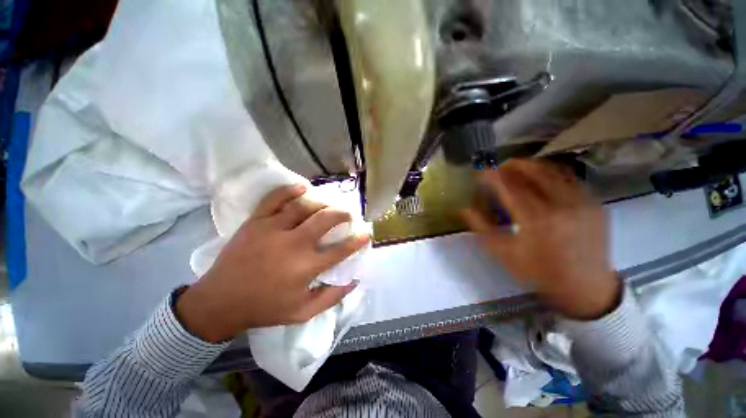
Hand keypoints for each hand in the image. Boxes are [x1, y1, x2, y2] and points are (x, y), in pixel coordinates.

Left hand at [176, 184, 370, 342]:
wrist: (220, 301)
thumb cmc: (265, 308)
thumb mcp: (303, 313)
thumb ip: (332, 297)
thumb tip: (354, 280)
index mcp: (306, 267)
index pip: (341, 250)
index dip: (357, 240)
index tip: (366, 232)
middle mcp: (293, 244)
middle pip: (326, 220)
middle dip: (343, 214)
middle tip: (348, 214)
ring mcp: (273, 229)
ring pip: (304, 206)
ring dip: (322, 203)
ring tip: (330, 204)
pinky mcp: (256, 222)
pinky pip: (275, 199)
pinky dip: (290, 190)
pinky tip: (303, 188)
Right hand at [462, 159, 620, 319]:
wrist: (586, 287)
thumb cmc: (539, 272)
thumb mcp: (503, 253)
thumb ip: (482, 228)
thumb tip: (464, 209)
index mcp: (536, 220)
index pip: (509, 187)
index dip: (493, 176)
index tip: (481, 171)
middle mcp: (561, 205)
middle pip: (533, 172)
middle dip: (512, 165)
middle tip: (499, 167)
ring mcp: (581, 202)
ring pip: (553, 170)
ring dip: (532, 165)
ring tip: (517, 167)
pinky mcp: (594, 203)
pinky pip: (570, 178)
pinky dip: (551, 172)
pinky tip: (541, 176)